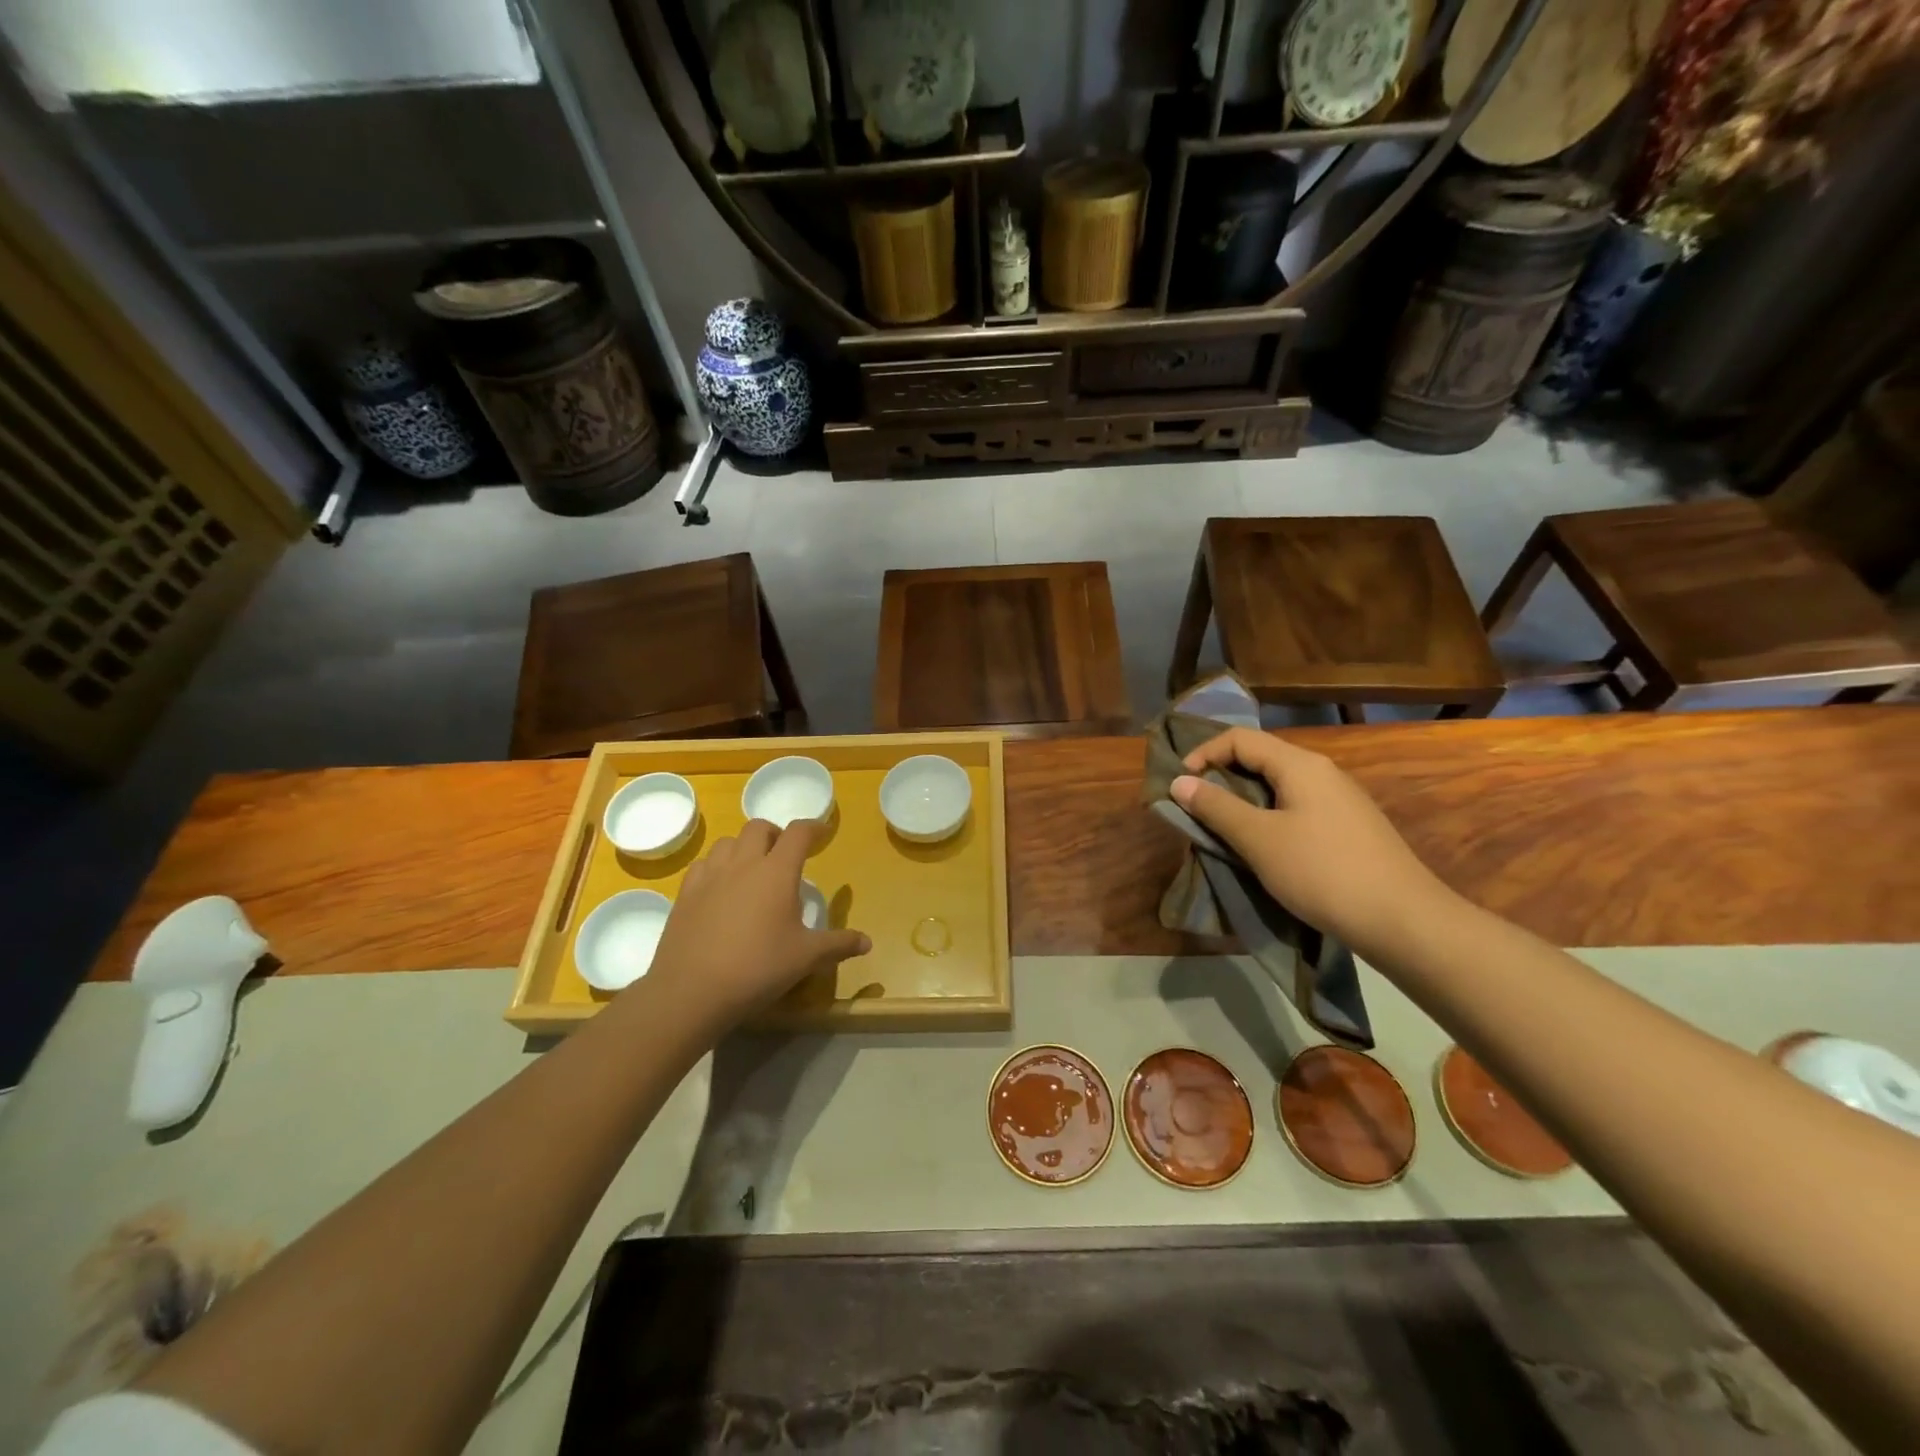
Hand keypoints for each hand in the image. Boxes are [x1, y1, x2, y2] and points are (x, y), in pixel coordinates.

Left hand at [644, 819, 869, 1030]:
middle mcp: (743, 863)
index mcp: (777, 872)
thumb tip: (867, 942)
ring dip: (744, 847)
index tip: (822, 833)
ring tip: (752, 869)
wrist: (691, 991)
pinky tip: (721, 888)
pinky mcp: (686, 894)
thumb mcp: (806, 958)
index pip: (798, 833)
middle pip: (759, 827)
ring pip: (728, 841)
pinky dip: (717, 866)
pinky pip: (703, 864)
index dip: (814, 827)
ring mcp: (710, 876)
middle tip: (785, 854)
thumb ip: (838, 945)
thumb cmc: (757, 968)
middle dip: (775, 834)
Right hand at [1170, 727, 1448, 955]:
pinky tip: (1263, 848)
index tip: (1180, 785)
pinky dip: (1268, 818)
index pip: (1240, 738)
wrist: (1403, 920)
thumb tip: (1179, 782)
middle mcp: (1322, 772)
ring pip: (1279, 786)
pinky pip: (1297, 808)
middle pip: (1260, 759)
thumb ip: (1216, 807)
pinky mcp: (1349, 828)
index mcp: (1300, 765)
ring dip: (1244, 801)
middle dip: (1221, 778)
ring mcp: (1340, 800)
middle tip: (1196, 809)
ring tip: (1223, 830)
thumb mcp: (1259, 839)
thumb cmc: (1322, 871)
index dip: (1204, 753)